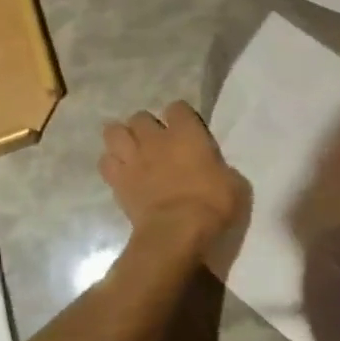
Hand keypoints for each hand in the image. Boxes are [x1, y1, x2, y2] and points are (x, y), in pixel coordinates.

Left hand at [99, 102, 245, 248]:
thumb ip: (221, 170)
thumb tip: (216, 172)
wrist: (176, 232)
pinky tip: (121, 173)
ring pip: (114, 132)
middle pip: (140, 117)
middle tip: (156, 144)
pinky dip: (111, 164)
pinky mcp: (117, 180)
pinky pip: (105, 162)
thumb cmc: (211, 205)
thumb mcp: (234, 185)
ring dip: (122, 139)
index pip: (178, 107)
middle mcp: (155, 138)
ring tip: (132, 152)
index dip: (181, 117)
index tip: (186, 130)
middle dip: (146, 127)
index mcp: (186, 133)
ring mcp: (132, 158)